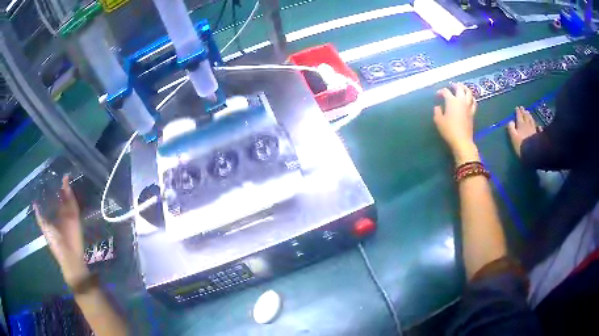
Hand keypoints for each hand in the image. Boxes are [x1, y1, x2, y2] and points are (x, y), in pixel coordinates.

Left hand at [34, 175, 88, 286]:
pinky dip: (70, 193)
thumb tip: (34, 203)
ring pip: (67, 199)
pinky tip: (67, 182)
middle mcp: (61, 216)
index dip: (50, 193)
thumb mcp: (45, 228)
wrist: (69, 256)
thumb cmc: (55, 243)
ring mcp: (69, 216)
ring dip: (65, 188)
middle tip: (56, 175)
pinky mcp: (76, 216)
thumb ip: (40, 217)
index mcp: (54, 219)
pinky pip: (73, 202)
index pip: (52, 203)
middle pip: (60, 199)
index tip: (48, 181)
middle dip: (58, 189)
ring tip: (63, 176)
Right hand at [433, 83, 479, 164]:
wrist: (462, 140)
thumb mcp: (438, 121)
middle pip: (459, 88)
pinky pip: (474, 102)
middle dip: (455, 85)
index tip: (437, 95)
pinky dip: (472, 98)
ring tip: (462, 87)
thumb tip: (438, 107)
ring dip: (465, 88)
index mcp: (451, 101)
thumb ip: (437, 111)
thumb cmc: (449, 130)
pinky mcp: (472, 113)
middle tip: (451, 85)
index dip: (440, 91)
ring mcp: (468, 106)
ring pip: (469, 92)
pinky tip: (470, 98)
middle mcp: (461, 100)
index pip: (445, 91)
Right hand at [507, 106, 538, 157]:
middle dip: (523, 112)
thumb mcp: (513, 137)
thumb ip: (511, 128)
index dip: (518, 112)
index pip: (519, 116)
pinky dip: (538, 127)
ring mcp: (534, 130)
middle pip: (525, 117)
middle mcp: (527, 125)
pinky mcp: (538, 136)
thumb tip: (510, 121)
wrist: (532, 153)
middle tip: (522, 108)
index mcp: (520, 125)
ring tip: (528, 112)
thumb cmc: (521, 145)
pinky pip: (538, 129)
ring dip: (529, 116)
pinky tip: (539, 126)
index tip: (517, 107)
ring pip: (531, 121)